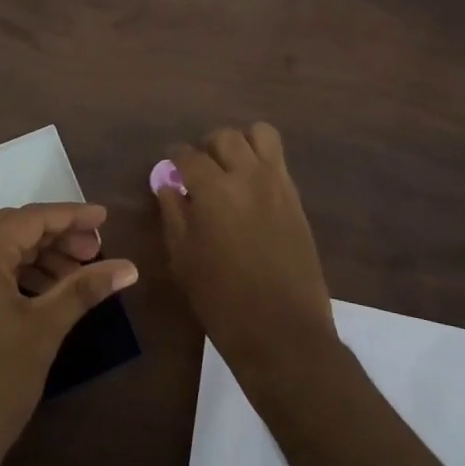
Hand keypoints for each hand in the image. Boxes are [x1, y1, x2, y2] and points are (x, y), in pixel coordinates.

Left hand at [0, 203, 137, 465]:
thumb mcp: (44, 330)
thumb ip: (84, 288)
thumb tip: (129, 268)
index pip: (27, 219)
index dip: (69, 216)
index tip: (104, 219)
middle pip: (10, 230)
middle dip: (54, 236)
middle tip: (93, 250)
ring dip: (36, 257)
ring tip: (76, 274)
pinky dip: (15, 275)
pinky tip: (46, 292)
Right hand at [158, 124, 336, 380]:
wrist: (282, 331)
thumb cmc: (222, 300)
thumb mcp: (183, 258)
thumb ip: (173, 213)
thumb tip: (168, 185)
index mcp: (213, 189)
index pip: (188, 155)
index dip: (174, 157)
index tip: (169, 167)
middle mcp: (247, 175)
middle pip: (225, 137)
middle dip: (207, 147)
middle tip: (199, 169)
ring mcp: (277, 184)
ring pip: (260, 134)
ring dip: (241, 143)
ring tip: (230, 167)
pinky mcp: (296, 199)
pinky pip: (279, 160)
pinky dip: (262, 160)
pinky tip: (251, 187)